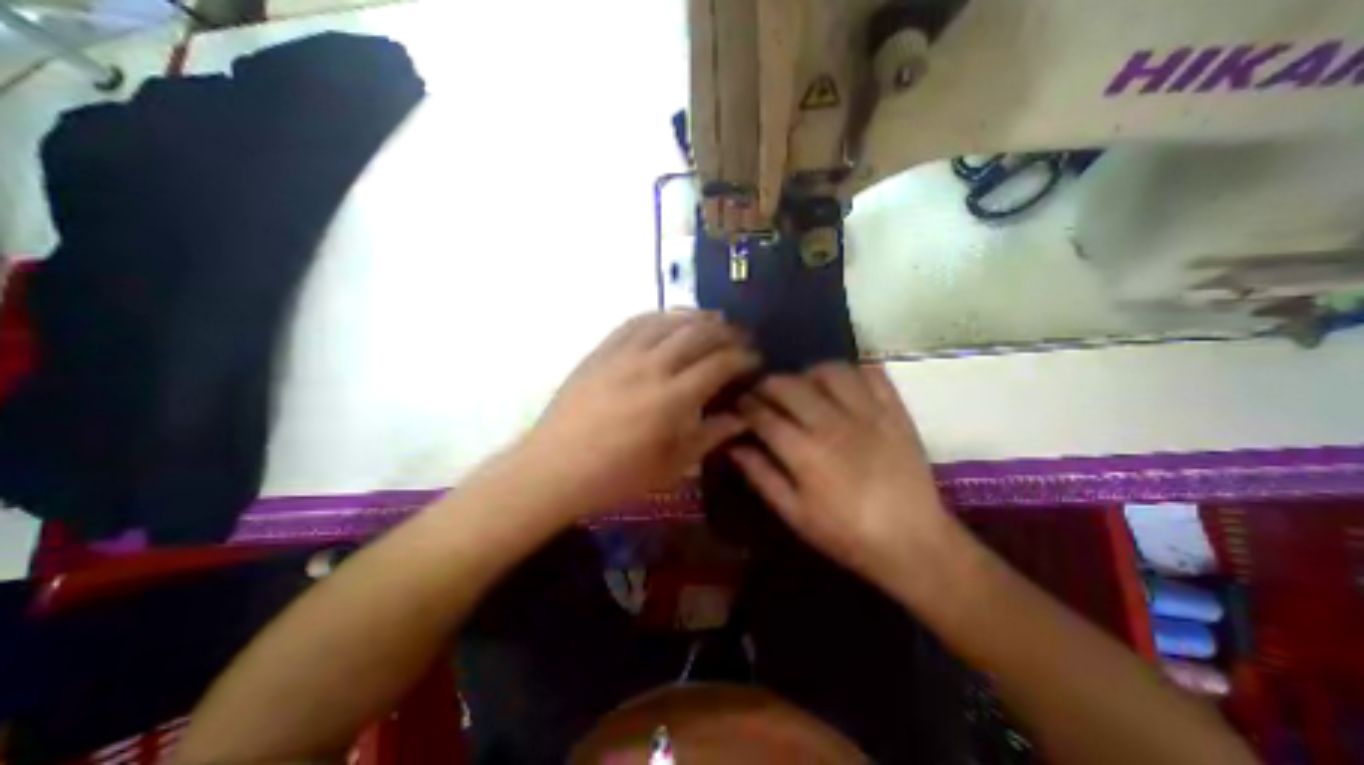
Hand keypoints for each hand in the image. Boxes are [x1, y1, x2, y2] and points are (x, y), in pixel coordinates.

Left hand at [524, 310, 762, 520]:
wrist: (555, 468)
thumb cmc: (616, 477)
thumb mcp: (671, 466)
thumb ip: (710, 437)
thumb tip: (742, 418)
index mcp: (672, 399)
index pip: (719, 364)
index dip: (743, 357)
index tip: (755, 359)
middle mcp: (651, 367)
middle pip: (698, 334)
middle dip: (726, 332)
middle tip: (740, 338)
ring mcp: (623, 354)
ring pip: (669, 321)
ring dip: (696, 317)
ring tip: (713, 321)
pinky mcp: (602, 350)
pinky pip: (636, 322)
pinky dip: (660, 316)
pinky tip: (670, 320)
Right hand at [735, 364, 956, 596]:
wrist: (914, 542)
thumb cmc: (846, 534)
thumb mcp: (794, 513)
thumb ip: (761, 475)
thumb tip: (733, 446)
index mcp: (804, 452)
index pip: (763, 415)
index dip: (745, 405)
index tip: (738, 404)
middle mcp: (832, 424)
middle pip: (789, 386)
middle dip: (767, 384)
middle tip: (763, 393)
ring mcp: (867, 414)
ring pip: (828, 372)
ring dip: (807, 373)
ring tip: (803, 386)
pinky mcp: (894, 412)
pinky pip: (871, 374)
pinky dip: (853, 371)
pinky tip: (842, 383)